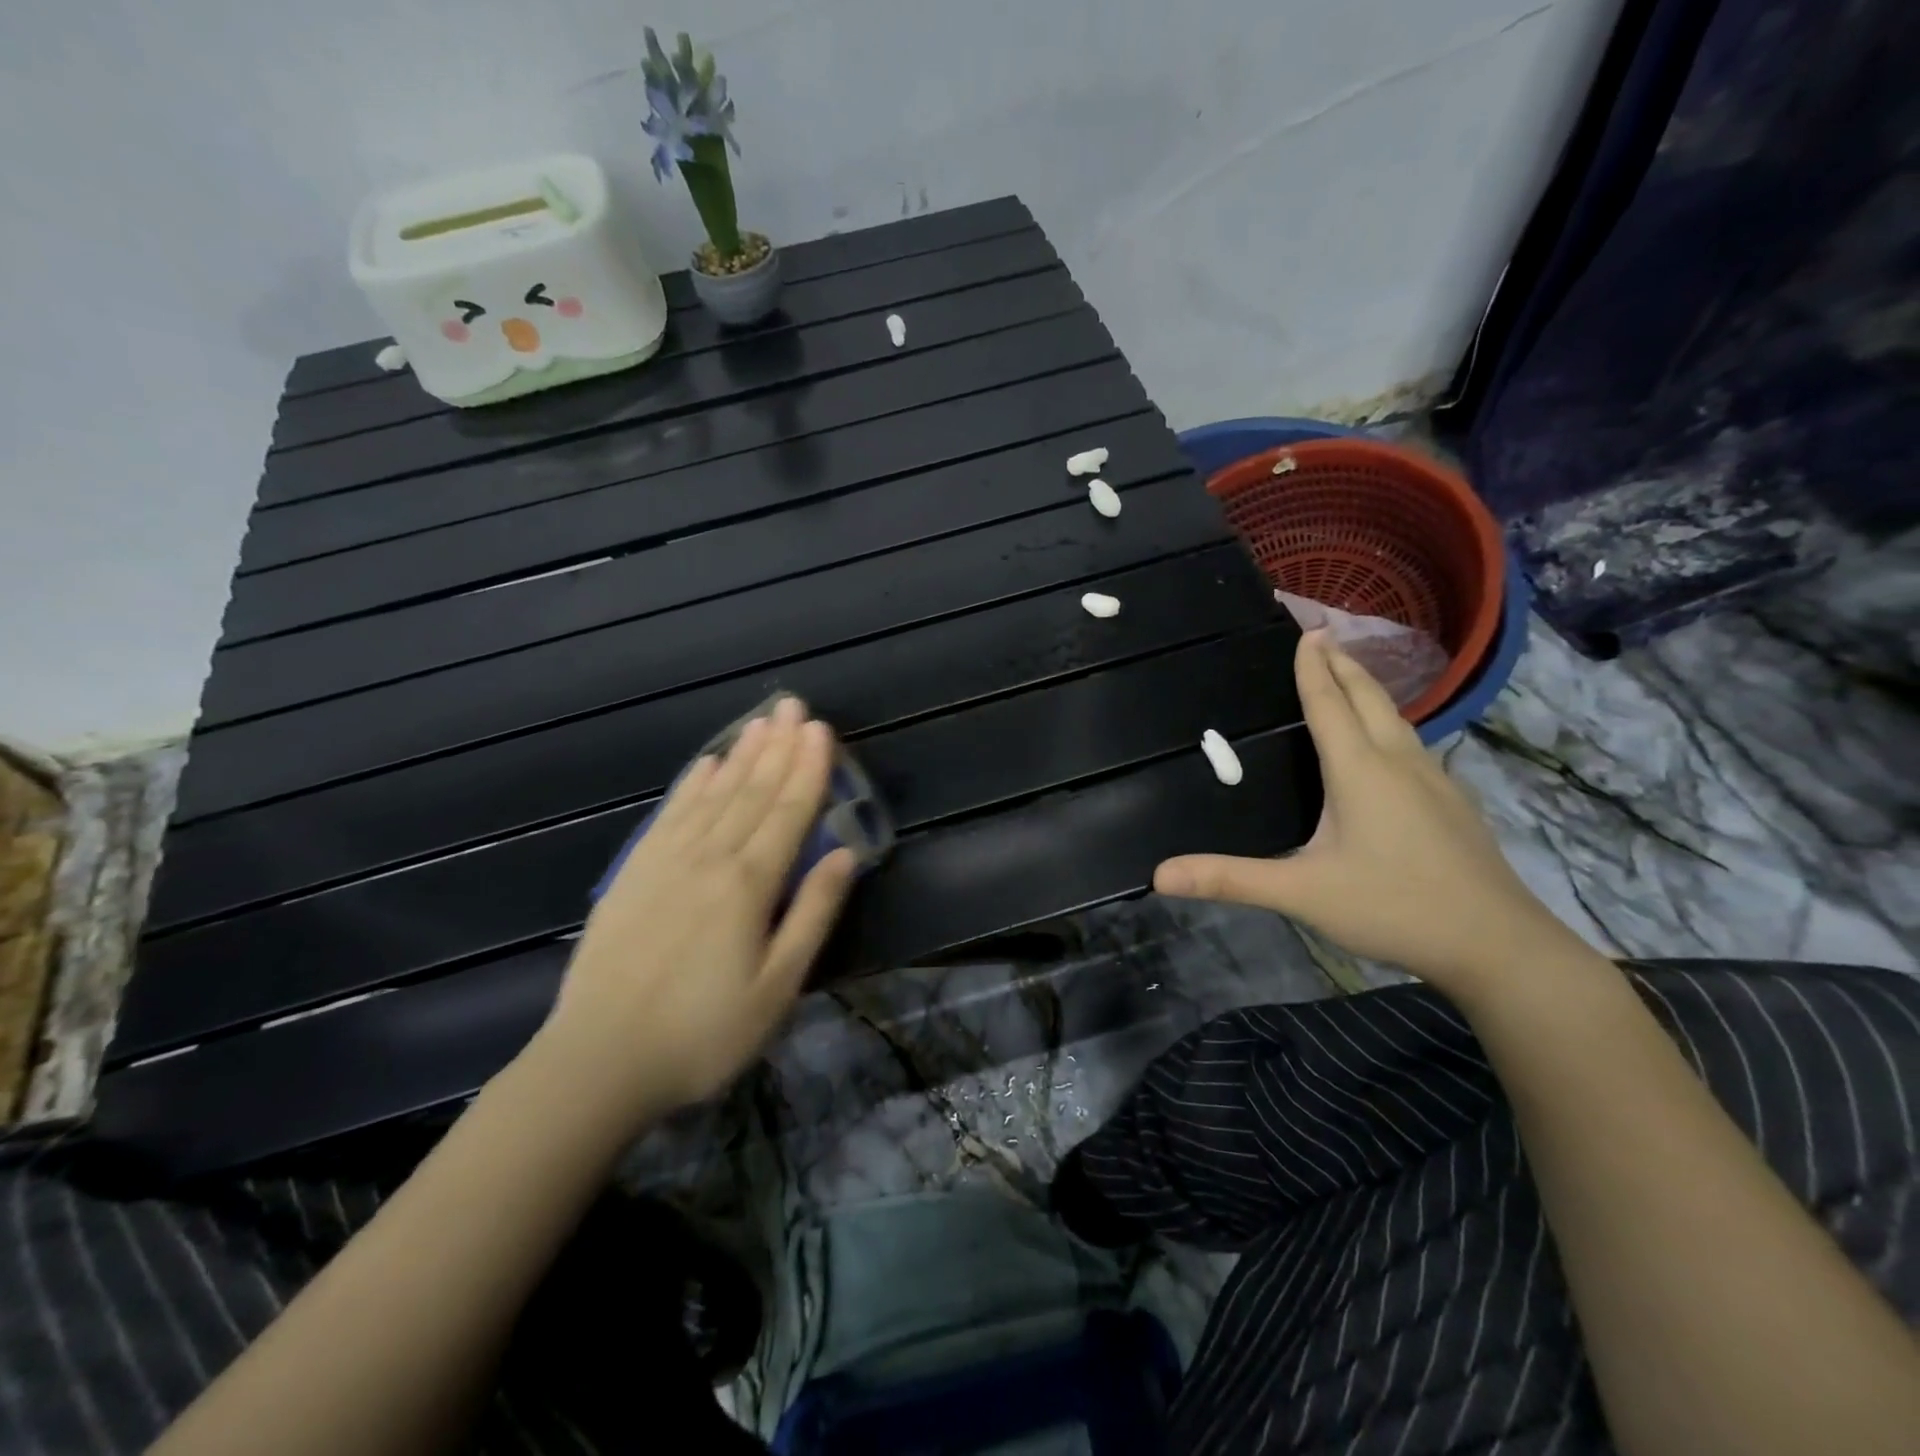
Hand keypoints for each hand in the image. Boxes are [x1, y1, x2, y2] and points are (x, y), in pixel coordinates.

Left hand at [535, 696, 856, 1123]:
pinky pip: (670, 814)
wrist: (597, 1061)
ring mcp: (666, 861)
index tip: (822, 730)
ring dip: (741, 755)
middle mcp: (710, 858)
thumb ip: (812, 914)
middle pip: (752, 792)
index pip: (788, 811)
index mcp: (749, 884)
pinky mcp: (634, 873)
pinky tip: (705, 764)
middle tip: (794, 706)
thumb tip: (844, 855)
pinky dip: (691, 785)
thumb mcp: (777, 987)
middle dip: (778, 746)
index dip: (809, 768)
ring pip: (714, 794)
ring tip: (761, 722)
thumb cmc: (703, 1033)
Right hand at [1154, 631, 1585, 997]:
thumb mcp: (1301, 893)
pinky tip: (1389, 744)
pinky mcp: (1452, 803)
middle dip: (1343, 663)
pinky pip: (1413, 743)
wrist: (1498, 944)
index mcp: (1359, 771)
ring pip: (1397, 719)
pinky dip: (1389, 722)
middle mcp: (1398, 762)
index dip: (1313, 667)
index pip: (1329, 704)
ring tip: (1350, 675)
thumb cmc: (1393, 907)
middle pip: (1369, 698)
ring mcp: (1434, 781)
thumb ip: (1231, 880)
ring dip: (1369, 689)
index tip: (1306, 630)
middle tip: (1323, 635)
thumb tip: (1160, 875)